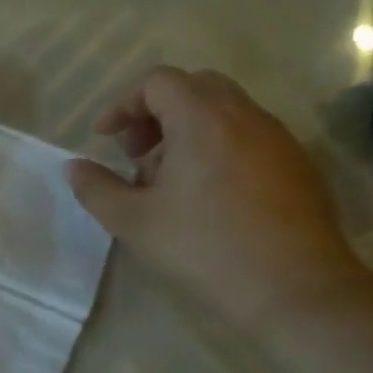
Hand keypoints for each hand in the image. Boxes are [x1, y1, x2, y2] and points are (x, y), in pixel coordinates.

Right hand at [65, 67, 371, 332]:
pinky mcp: (297, 165)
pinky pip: (248, 136)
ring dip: (187, 131)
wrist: (296, 290)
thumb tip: (74, 167)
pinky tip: (208, 198)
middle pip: (194, 87)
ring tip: (168, 182)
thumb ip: (96, 188)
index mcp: (203, 119)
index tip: (105, 139)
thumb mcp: (134, 222)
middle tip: (136, 154)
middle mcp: (245, 116)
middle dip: (156, 113)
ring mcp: (278, 139)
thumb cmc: (205, 248)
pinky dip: (218, 148)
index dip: (123, 104)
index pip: (158, 81)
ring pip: (224, 112)